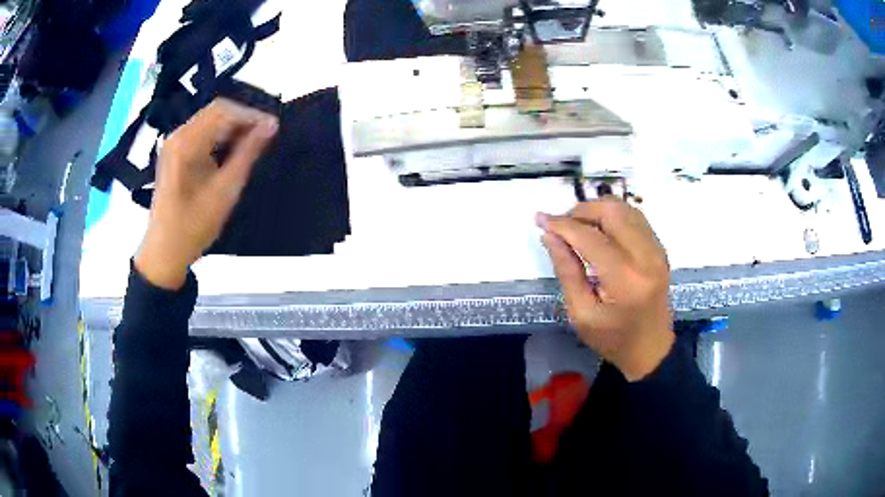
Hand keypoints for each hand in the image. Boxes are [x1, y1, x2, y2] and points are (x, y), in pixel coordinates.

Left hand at [135, 98, 278, 289]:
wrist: (164, 252)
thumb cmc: (193, 226)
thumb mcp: (225, 191)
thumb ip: (248, 153)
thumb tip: (271, 125)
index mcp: (186, 143)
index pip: (224, 111)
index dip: (251, 115)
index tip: (274, 128)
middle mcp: (177, 135)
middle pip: (216, 111)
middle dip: (243, 120)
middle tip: (266, 137)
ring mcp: (174, 143)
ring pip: (210, 120)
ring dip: (233, 128)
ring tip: (253, 145)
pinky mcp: (175, 152)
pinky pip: (202, 132)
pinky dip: (221, 137)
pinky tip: (233, 152)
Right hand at [536, 198, 673, 381]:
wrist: (651, 348)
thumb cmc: (613, 339)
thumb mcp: (581, 314)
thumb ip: (566, 271)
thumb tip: (550, 235)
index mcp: (625, 280)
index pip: (590, 237)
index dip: (562, 224)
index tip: (540, 219)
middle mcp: (646, 257)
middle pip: (611, 211)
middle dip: (581, 211)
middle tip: (561, 225)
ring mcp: (657, 250)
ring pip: (624, 208)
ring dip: (598, 210)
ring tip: (579, 227)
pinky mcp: (660, 248)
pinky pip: (635, 217)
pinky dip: (613, 216)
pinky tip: (600, 231)